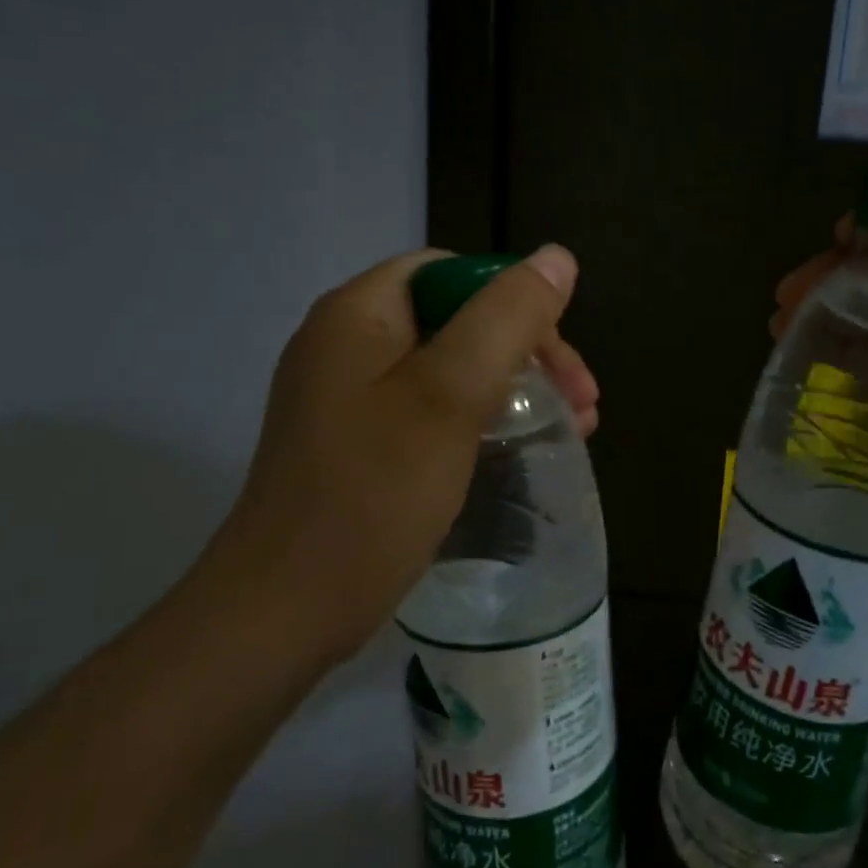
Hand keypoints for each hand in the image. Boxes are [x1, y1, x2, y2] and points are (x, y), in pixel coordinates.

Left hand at [209, 246, 594, 664]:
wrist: (285, 610)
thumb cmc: (373, 493)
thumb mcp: (450, 395)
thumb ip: (506, 319)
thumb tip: (556, 257)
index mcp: (358, 314)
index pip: (451, 272)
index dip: (514, 301)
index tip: (558, 356)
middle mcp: (346, 344)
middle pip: (455, 319)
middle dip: (526, 351)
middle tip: (582, 402)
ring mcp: (347, 398)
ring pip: (449, 368)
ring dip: (512, 387)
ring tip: (572, 427)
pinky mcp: (356, 444)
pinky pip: (429, 409)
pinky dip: (479, 418)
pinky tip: (514, 449)